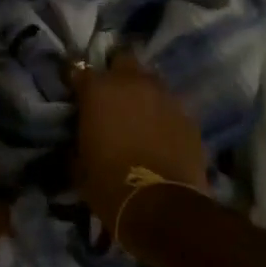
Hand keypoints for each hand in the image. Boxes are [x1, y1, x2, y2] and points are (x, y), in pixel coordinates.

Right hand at [70, 54, 209, 231]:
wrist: (161, 206)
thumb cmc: (108, 183)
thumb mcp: (78, 164)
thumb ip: (77, 140)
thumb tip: (79, 138)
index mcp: (98, 90)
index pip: (79, 70)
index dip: (77, 81)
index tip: (75, 92)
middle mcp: (132, 83)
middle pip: (124, 60)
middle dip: (117, 73)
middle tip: (112, 95)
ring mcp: (165, 97)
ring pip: (152, 81)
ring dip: (143, 92)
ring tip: (140, 112)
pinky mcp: (189, 117)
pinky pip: (172, 107)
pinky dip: (164, 115)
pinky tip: (161, 132)